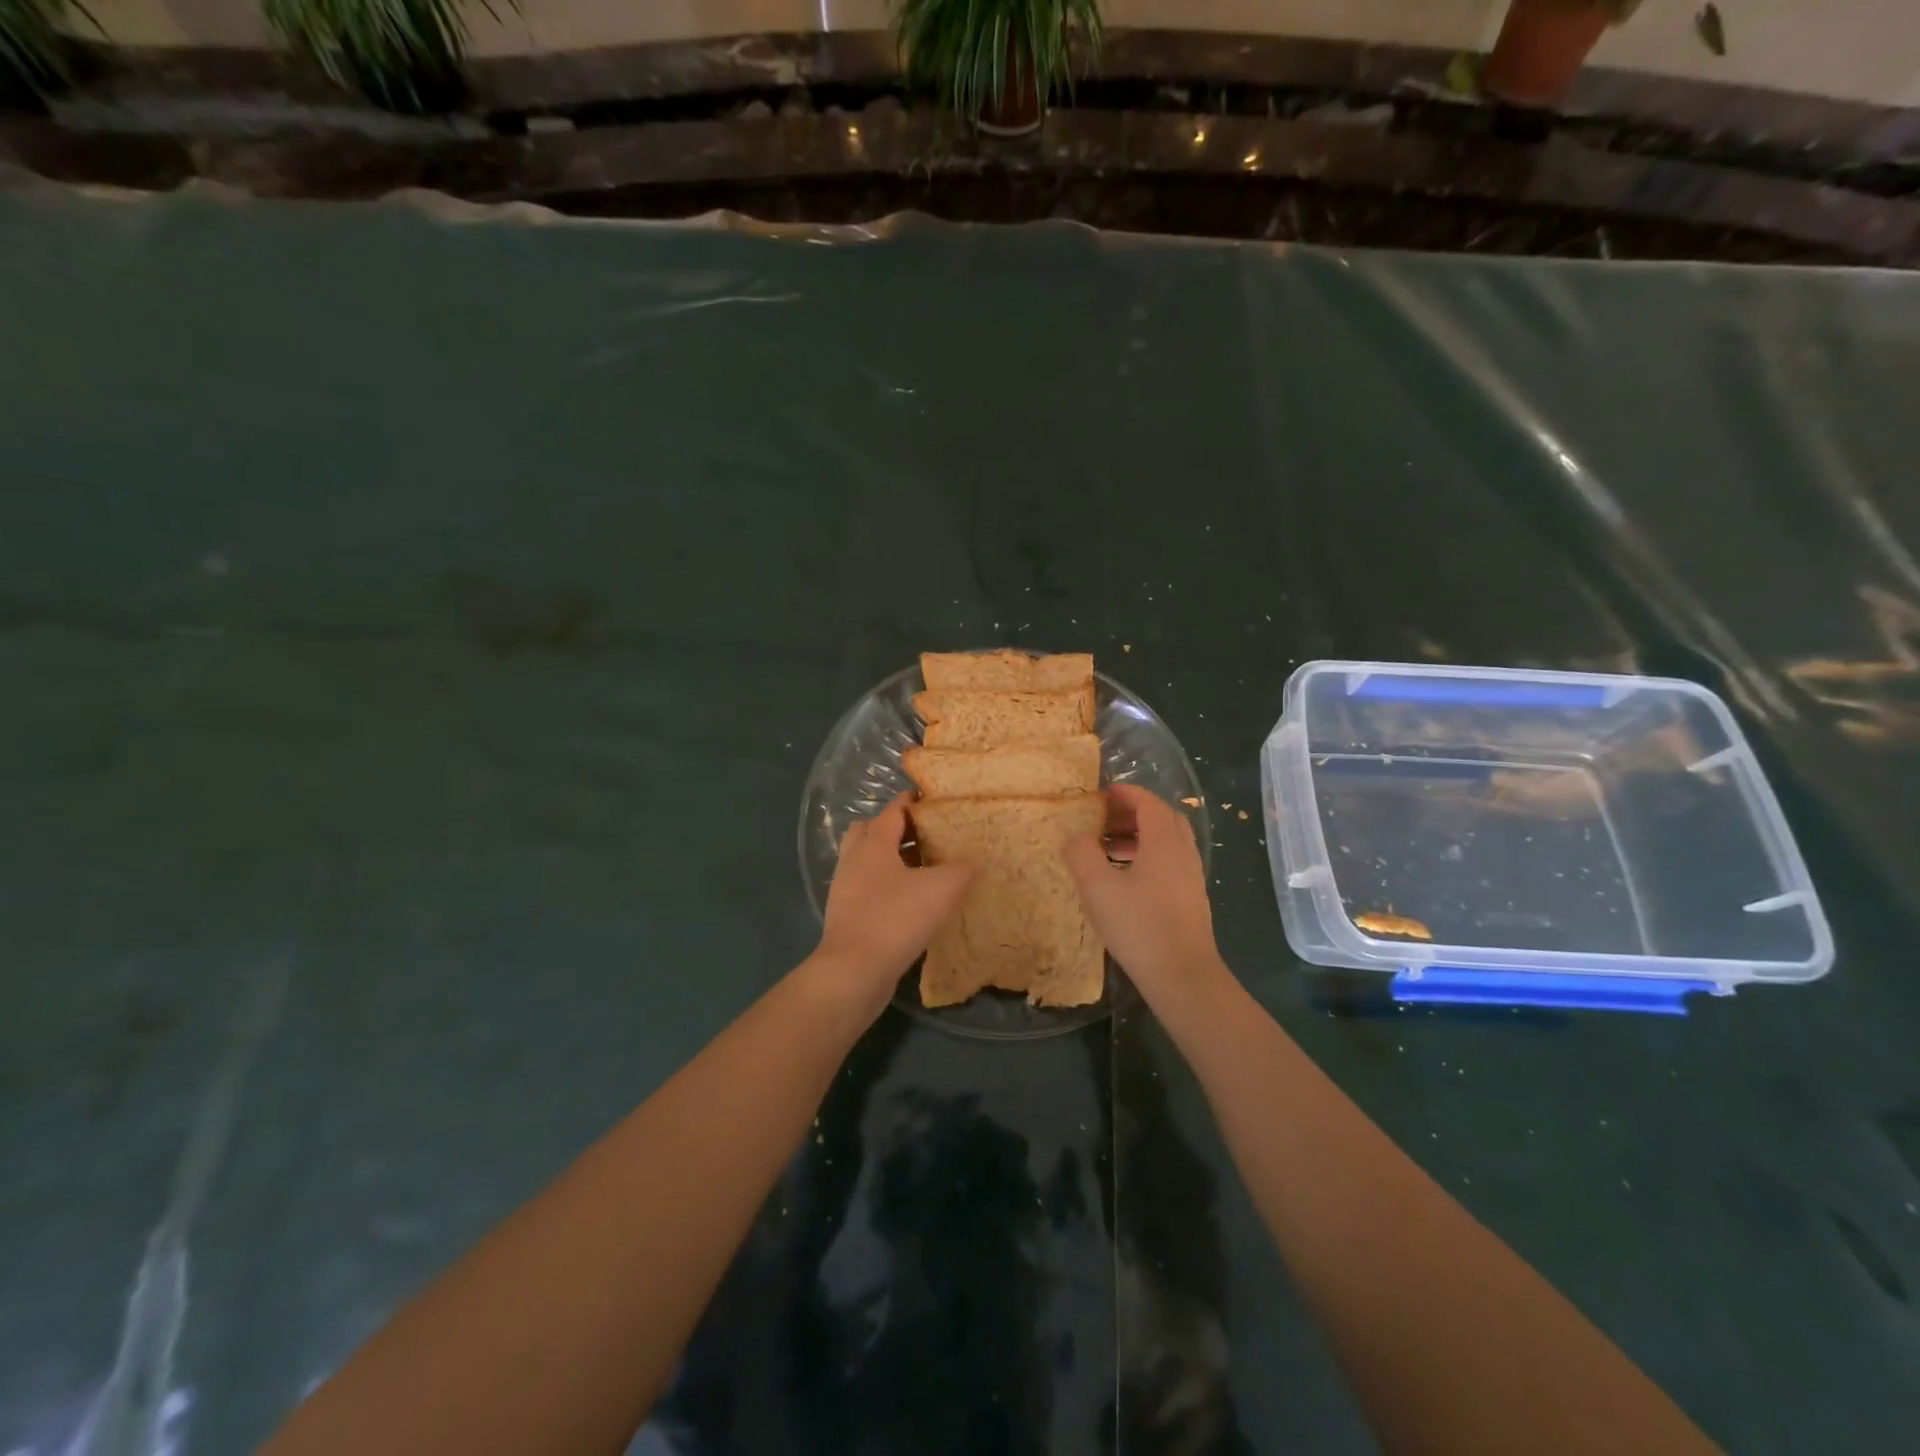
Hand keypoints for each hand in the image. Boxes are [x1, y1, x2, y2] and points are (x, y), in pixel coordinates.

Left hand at [814, 795, 971, 1001]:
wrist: (854, 971)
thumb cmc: (896, 918)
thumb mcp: (942, 889)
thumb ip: (960, 870)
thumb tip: (970, 863)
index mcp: (873, 844)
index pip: (894, 810)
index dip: (913, 801)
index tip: (935, 800)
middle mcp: (854, 860)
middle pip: (871, 831)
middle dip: (897, 829)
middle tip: (926, 836)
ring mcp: (846, 889)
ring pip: (868, 862)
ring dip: (892, 861)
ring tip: (924, 870)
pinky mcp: (847, 916)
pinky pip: (868, 889)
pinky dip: (887, 888)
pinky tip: (911, 903)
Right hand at [1063, 784, 1223, 1000]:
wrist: (1183, 976)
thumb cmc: (1139, 926)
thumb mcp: (1097, 887)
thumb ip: (1082, 853)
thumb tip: (1077, 836)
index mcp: (1163, 841)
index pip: (1148, 802)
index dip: (1125, 793)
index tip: (1101, 794)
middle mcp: (1183, 853)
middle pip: (1163, 818)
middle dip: (1133, 813)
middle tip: (1104, 820)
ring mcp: (1191, 878)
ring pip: (1168, 842)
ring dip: (1140, 837)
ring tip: (1109, 850)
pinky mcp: (1191, 900)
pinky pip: (1170, 863)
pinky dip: (1149, 858)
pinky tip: (1127, 881)